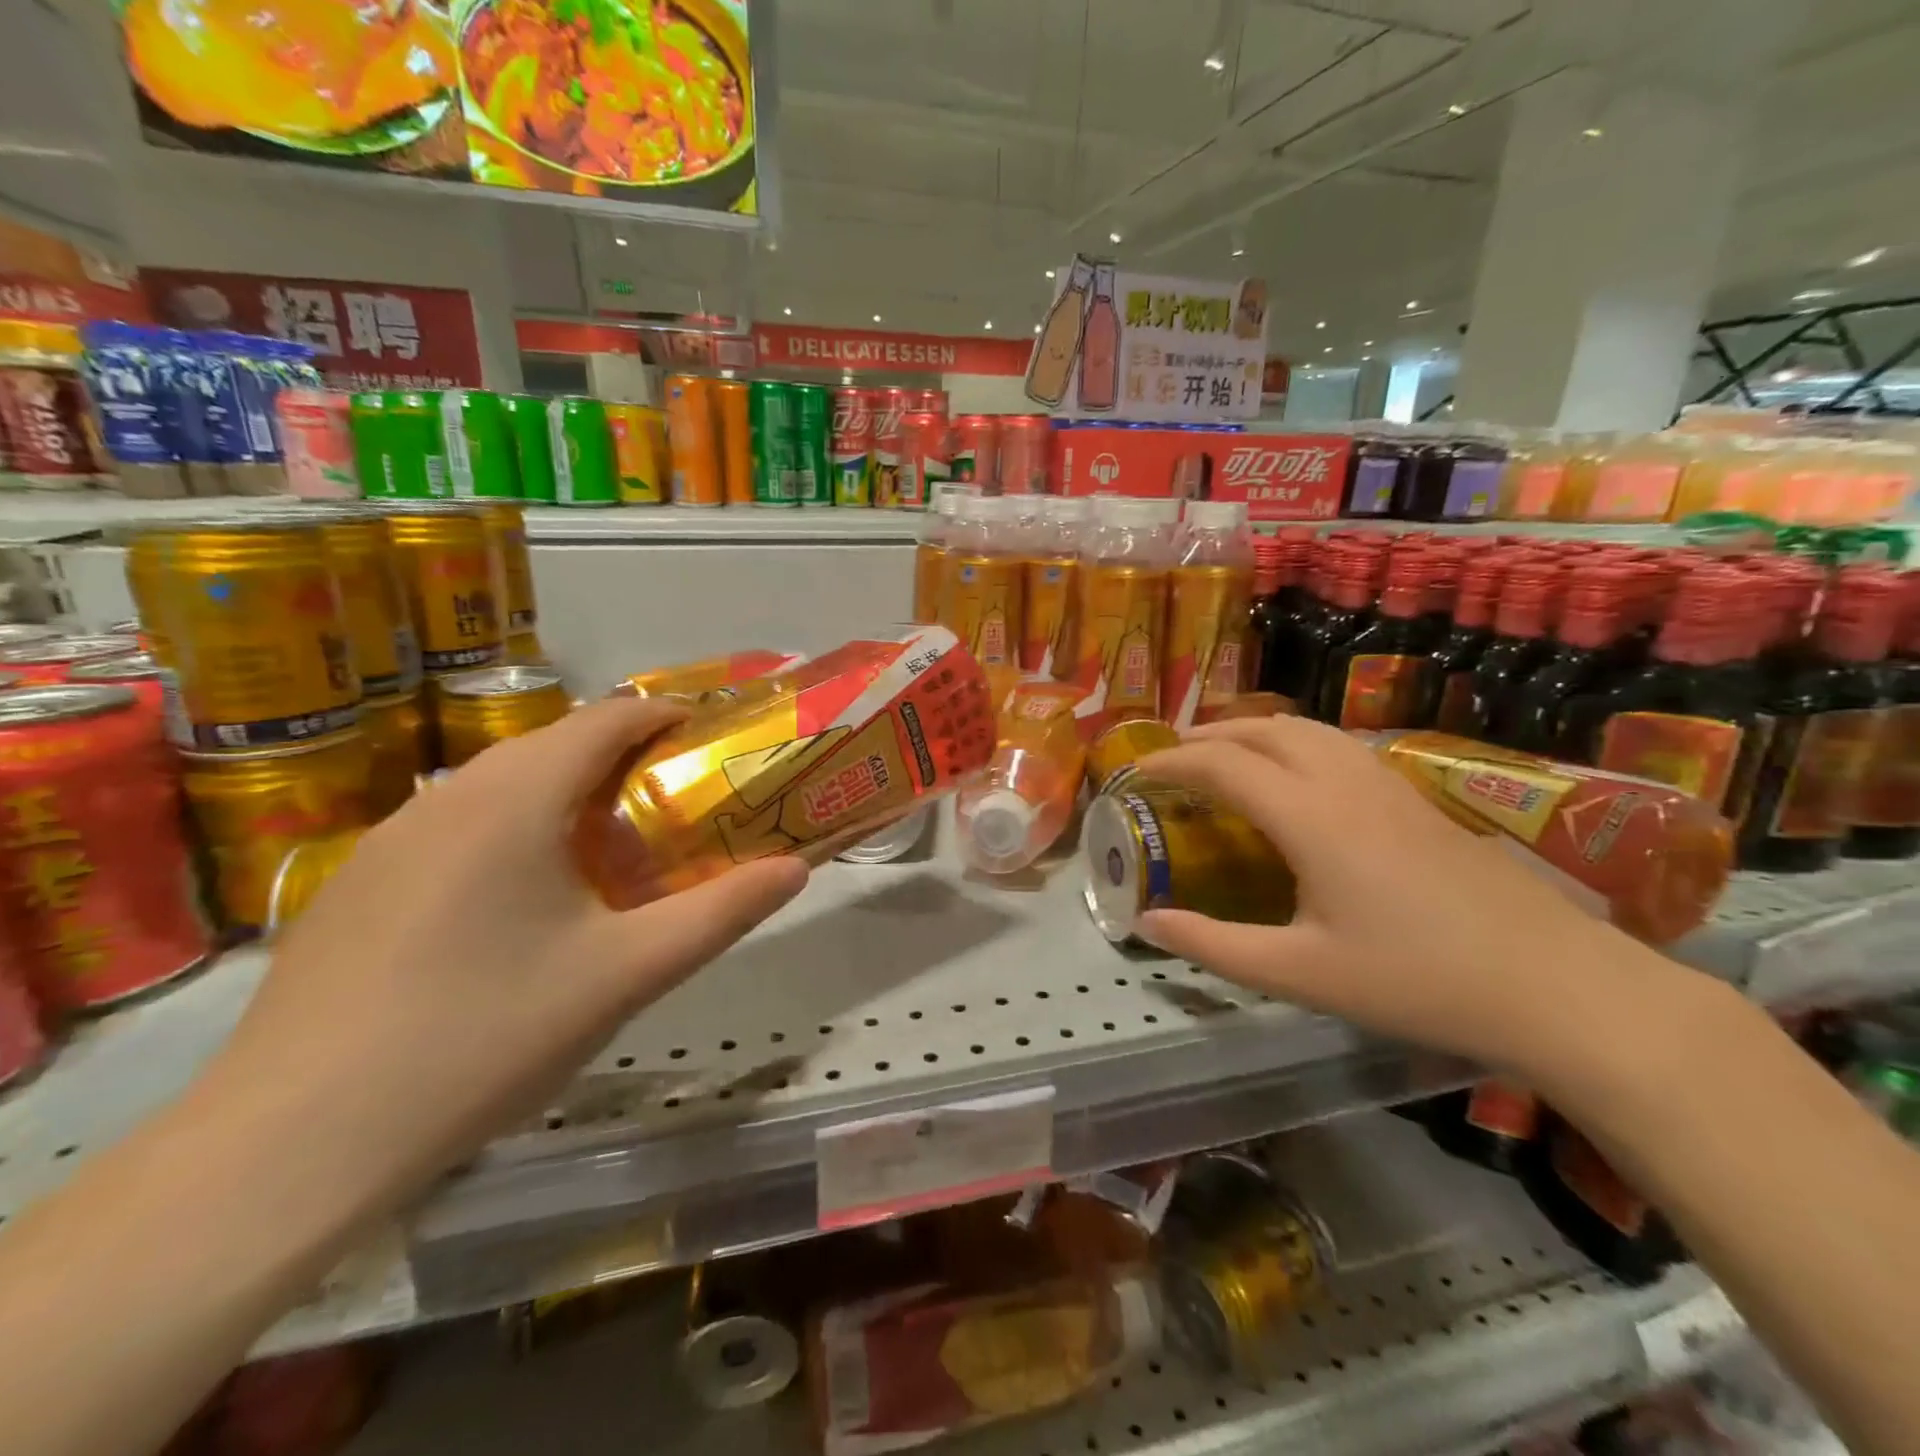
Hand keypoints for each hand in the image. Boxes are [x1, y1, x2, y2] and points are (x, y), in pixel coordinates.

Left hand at [204, 696, 808, 1211]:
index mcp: (515, 799)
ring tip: (609, 851)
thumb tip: (794, 869)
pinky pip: (457, 826)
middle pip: (554, 744)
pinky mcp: (357, 884)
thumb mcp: (628, 974)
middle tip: (675, 802)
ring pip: (501, 784)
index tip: (712, 738)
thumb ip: (722, 912)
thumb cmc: (486, 1037)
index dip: (666, 715)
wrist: (293, 1143)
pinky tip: (519, 907)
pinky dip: (512, 830)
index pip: (606, 718)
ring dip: (565, 793)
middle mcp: (449, 797)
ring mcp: (390, 839)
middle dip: (624, 757)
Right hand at [1134, 717, 1691, 1086]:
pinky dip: (1293, 743)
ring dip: (1253, 732)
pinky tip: (1296, 779)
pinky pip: (1337, 745)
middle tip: (1171, 759)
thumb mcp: (1300, 974)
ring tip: (1224, 756)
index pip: (1222, 765)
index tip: (1135, 774)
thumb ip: (1214, 946)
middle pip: (1263, 731)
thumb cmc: (1417, 980)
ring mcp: (1387, 785)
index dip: (1170, 762)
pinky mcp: (1416, 799)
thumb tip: (1146, 923)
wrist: (1557, 985)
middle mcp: (1344, 783)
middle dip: (1208, 736)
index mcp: (1309, 817)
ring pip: (1306, 730)